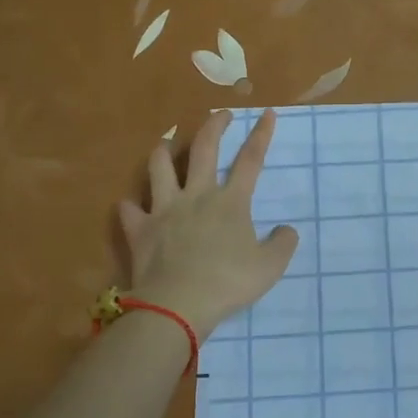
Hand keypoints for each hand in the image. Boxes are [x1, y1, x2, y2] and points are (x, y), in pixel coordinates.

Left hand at [116, 110, 297, 336]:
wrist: (178, 304)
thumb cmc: (228, 282)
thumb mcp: (270, 267)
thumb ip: (283, 244)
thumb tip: (287, 230)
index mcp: (231, 201)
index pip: (250, 160)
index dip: (261, 135)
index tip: (267, 113)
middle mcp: (197, 195)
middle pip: (203, 149)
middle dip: (214, 125)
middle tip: (221, 114)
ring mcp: (164, 209)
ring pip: (159, 167)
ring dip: (164, 150)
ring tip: (167, 143)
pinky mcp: (140, 229)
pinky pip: (130, 209)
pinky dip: (131, 205)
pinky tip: (133, 205)